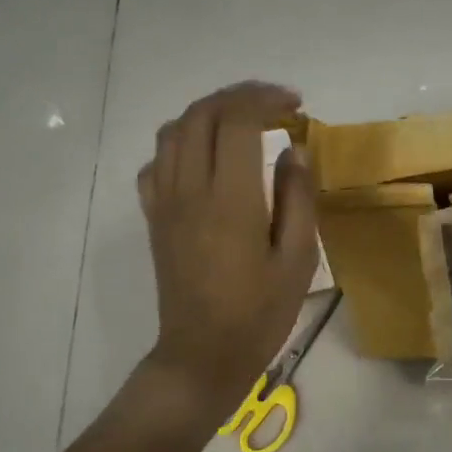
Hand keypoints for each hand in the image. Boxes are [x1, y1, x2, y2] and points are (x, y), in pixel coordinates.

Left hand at [137, 82, 318, 417]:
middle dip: (239, 96)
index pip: (237, 121)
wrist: (201, 355)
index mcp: (230, 200)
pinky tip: (204, 158)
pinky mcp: (153, 217)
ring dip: (208, 113)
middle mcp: (190, 190)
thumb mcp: (297, 261)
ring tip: (241, 122)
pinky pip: (156, 162)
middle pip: (202, 114)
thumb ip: (297, 199)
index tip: (295, 105)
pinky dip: (180, 143)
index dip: (266, 99)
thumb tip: (294, 150)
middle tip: (274, 105)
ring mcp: (165, 202)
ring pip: (174, 130)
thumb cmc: (258, 314)